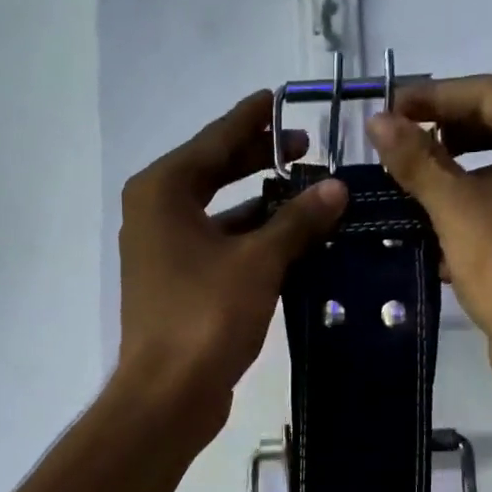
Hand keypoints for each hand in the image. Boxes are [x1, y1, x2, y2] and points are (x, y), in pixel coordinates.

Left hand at [116, 90, 347, 443]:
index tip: (284, 98)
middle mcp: (156, 213)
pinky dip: (251, 241)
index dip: (254, 120)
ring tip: (310, 196)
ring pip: (219, 214)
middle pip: (215, 172)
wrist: (168, 393)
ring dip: (262, 207)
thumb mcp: (258, 262)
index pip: (216, 140)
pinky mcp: (177, 285)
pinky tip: (290, 244)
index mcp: (164, 190)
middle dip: (260, 160)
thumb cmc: (206, 316)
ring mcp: (163, 252)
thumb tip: (336, 187)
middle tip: (306, 148)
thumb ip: (297, 221)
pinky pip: (219, 247)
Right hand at [365, 75, 491, 372]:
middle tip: (398, 144)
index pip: (489, 94)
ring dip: (455, 176)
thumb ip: (417, 160)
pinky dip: (474, 208)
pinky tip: (435, 229)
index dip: (433, 98)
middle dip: (445, 136)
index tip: (389, 108)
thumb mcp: (455, 207)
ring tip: (409, 186)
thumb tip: (378, 122)